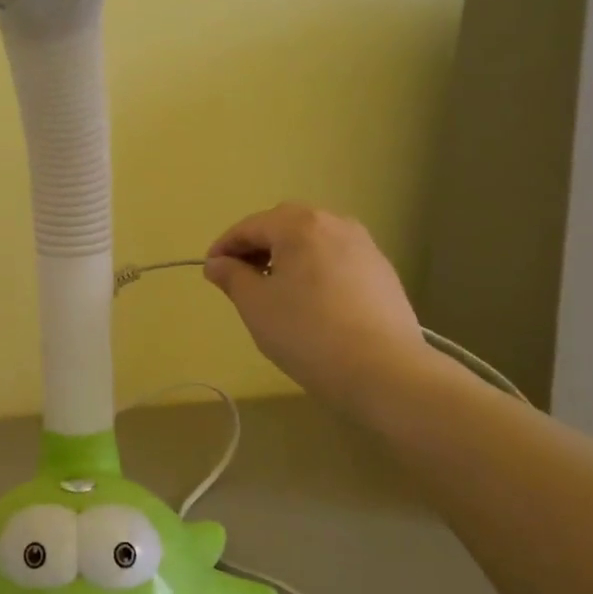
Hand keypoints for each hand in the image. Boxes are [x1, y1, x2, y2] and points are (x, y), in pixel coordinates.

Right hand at [204, 203, 427, 418]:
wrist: (383, 369)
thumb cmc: (306, 332)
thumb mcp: (255, 305)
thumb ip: (232, 277)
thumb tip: (217, 263)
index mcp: (300, 225)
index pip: (251, 226)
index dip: (225, 246)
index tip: (210, 270)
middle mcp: (335, 224)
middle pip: (285, 225)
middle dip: (258, 246)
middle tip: (240, 277)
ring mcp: (364, 246)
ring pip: (314, 241)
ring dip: (288, 256)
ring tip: (275, 290)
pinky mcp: (382, 271)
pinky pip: (336, 259)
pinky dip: (315, 270)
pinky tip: (311, 301)